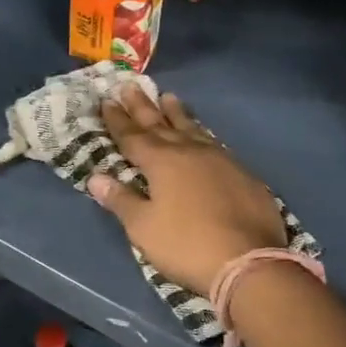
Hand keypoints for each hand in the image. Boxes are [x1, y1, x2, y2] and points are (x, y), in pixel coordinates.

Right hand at [89, 85, 285, 295]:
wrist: (249, 261)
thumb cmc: (186, 245)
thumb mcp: (144, 228)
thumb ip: (121, 200)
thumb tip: (96, 177)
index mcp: (162, 162)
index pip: (133, 136)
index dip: (118, 120)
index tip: (107, 100)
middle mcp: (190, 152)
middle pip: (161, 124)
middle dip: (143, 107)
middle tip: (131, 85)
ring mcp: (220, 160)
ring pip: (193, 129)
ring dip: (177, 113)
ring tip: (168, 96)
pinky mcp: (243, 174)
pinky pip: (215, 143)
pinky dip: (202, 133)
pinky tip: (202, 134)